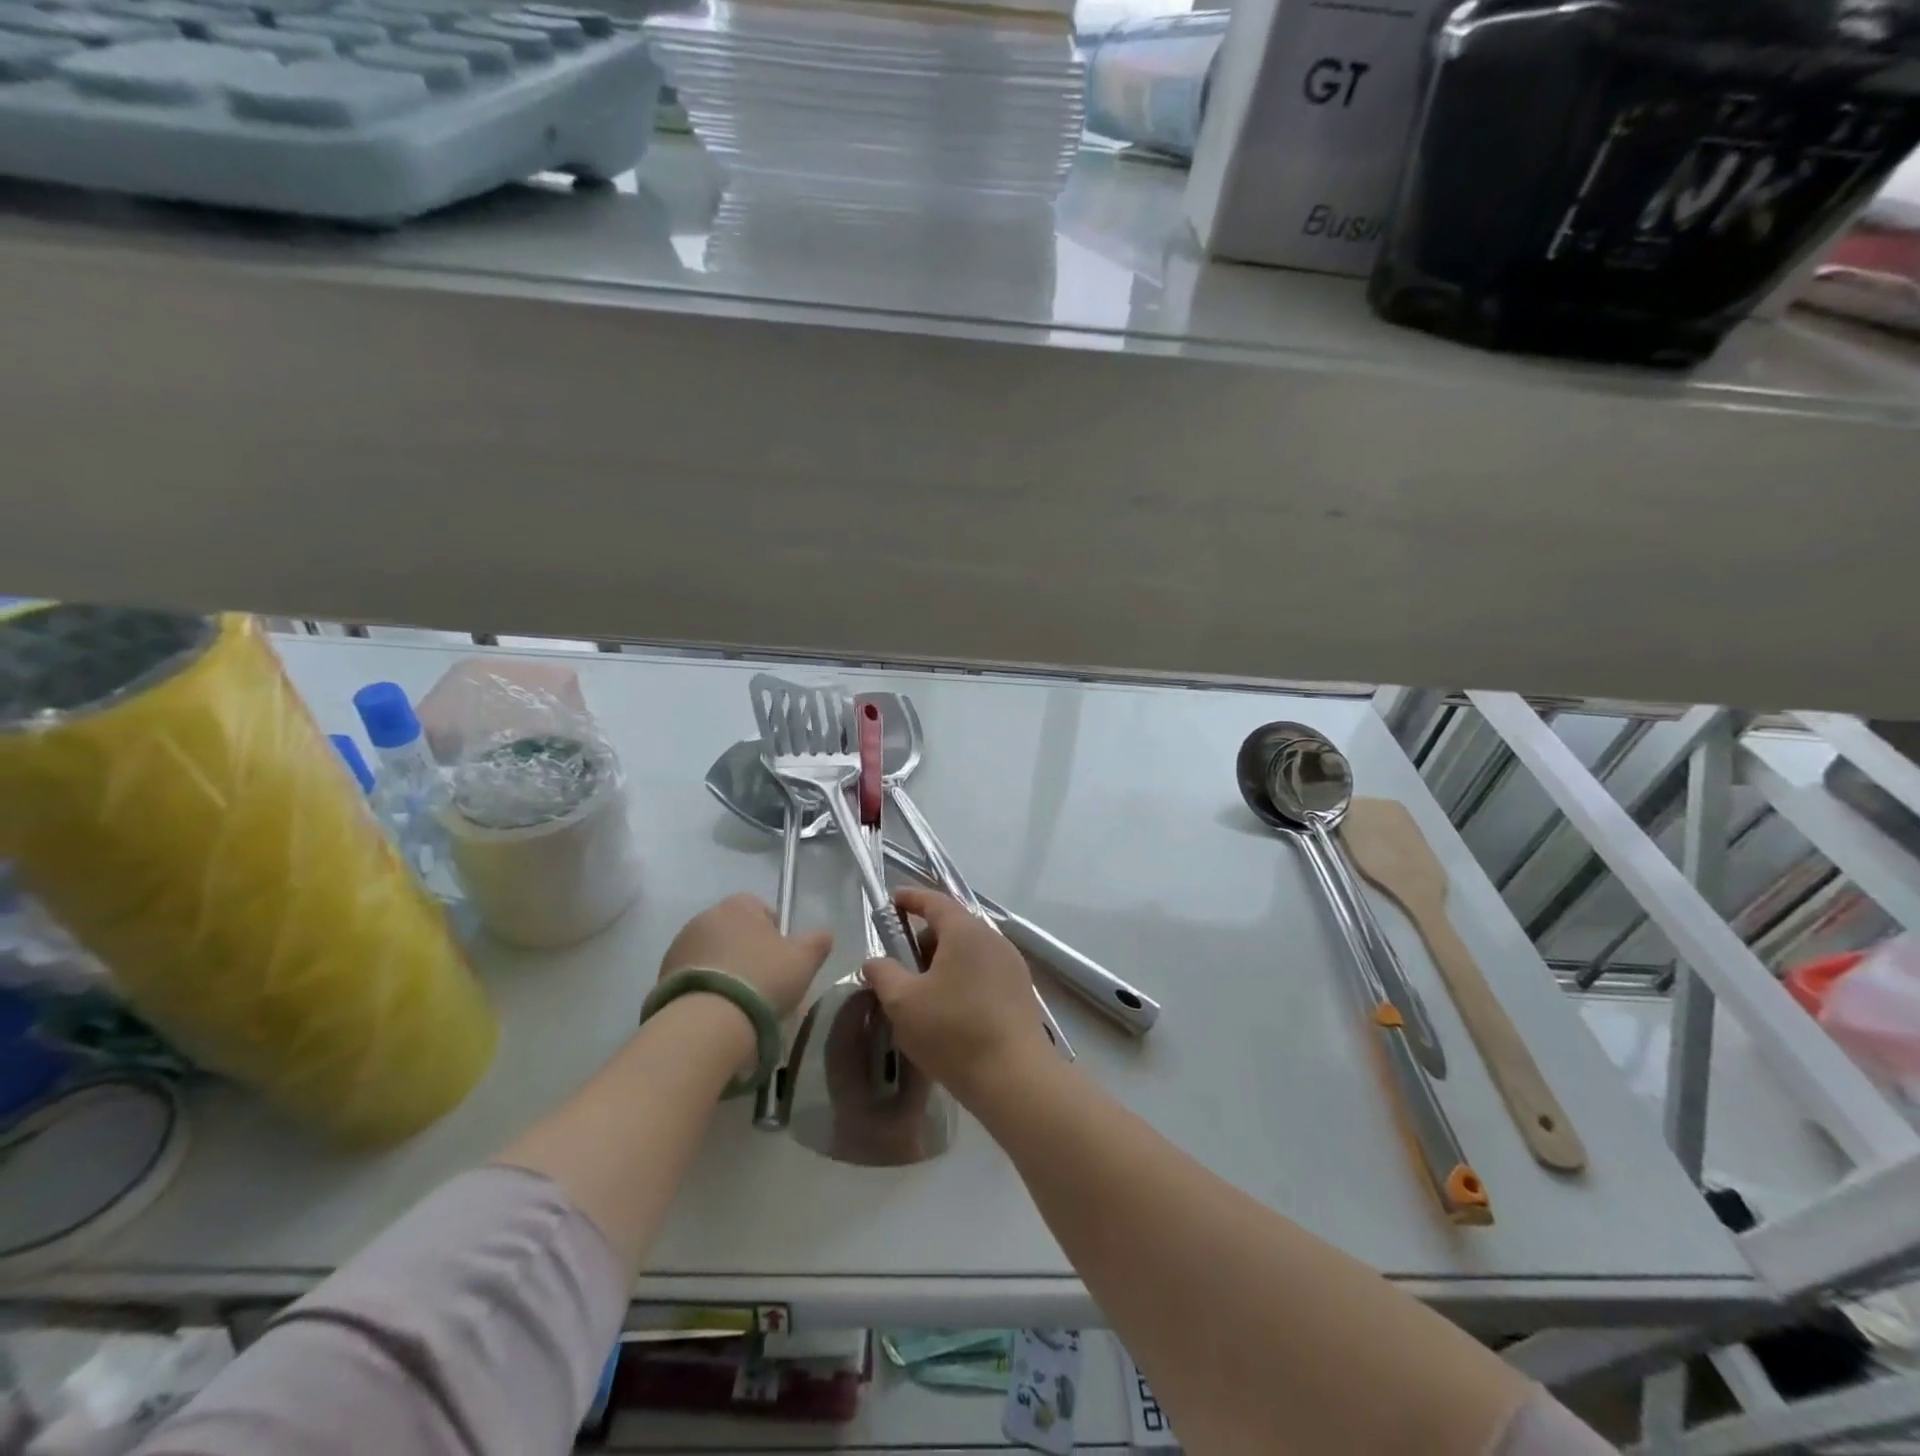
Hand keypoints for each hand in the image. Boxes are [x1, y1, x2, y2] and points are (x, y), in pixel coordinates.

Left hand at [659, 893, 830, 1020]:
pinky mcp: (661, 976)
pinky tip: (719, 1011)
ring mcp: (679, 946)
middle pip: (735, 931)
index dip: (776, 933)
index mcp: (738, 905)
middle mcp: (705, 916)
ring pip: (712, 954)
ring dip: (725, 969)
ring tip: (740, 1001)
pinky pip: (694, 977)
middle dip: (748, 951)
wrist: (708, 1022)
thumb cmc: (763, 979)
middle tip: (765, 982)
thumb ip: (818, 941)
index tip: (783, 960)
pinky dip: (706, 988)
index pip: (761, 909)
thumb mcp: (804, 959)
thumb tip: (823, 935)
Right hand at [860, 887, 1053, 1101]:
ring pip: (970, 951)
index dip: (912, 898)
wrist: (1015, 1077)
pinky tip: (951, 1010)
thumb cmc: (953, 1031)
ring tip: (924, 992)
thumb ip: (883, 975)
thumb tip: (874, 962)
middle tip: (902, 962)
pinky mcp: (1021, 992)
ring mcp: (1012, 965)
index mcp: (965, 931)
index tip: (894, 900)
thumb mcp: (903, 1003)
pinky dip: (963, 979)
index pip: (935, 901)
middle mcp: (993, 939)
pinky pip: (985, 972)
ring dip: (944, 962)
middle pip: (954, 926)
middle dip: (925, 938)